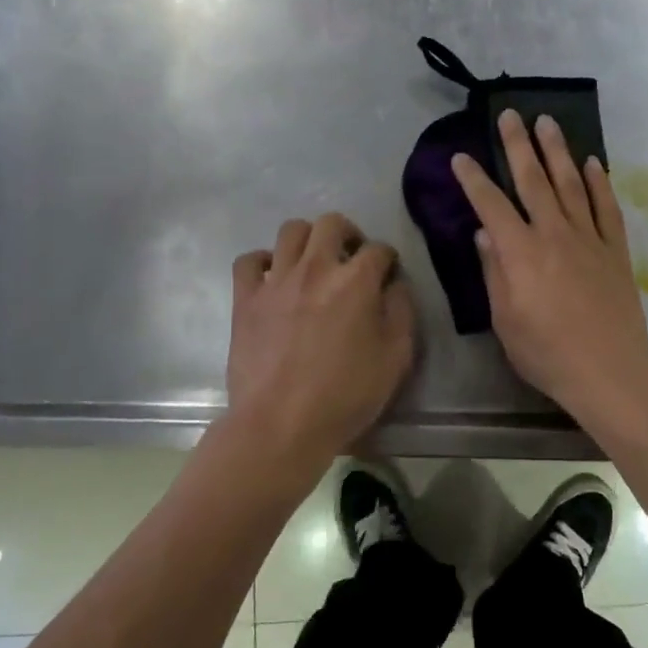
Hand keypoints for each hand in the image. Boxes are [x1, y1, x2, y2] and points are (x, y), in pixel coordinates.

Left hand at [226, 214, 416, 461]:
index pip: (378, 249)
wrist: (281, 424)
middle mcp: (316, 268)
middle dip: (348, 234)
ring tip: (314, 262)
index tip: (388, 276)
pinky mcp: (246, 298)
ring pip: (291, 231)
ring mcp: (276, 280)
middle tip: (351, 258)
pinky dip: (263, 261)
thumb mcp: (396, 358)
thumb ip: (401, 312)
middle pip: (332, 223)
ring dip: (308, 239)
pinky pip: (249, 260)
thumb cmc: (346, 395)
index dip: (388, 260)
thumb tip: (395, 286)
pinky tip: (273, 277)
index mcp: (356, 281)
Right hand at [451, 110, 647, 426]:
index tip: (461, 157)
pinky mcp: (616, 250)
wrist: (608, 370)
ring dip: (558, 151)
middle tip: (509, 115)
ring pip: (571, 184)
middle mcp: (554, 234)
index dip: (474, 179)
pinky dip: (600, 182)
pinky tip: (593, 162)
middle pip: (533, 180)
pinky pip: (607, 207)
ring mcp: (589, 238)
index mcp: (521, 252)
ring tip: (547, 122)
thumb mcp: (505, 320)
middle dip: (518, 145)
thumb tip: (485, 235)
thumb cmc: (546, 352)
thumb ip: (494, 273)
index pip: (492, 205)